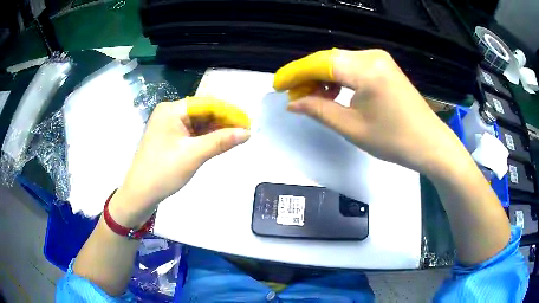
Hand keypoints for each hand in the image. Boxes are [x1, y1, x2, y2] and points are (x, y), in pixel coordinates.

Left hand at [109, 98, 249, 226]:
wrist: (139, 194)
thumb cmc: (163, 172)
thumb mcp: (194, 155)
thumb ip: (221, 141)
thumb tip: (246, 132)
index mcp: (172, 110)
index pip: (207, 104)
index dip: (229, 112)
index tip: (248, 123)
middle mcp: (169, 113)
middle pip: (203, 112)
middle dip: (224, 121)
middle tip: (245, 132)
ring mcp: (168, 125)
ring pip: (198, 123)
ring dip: (216, 129)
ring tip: (236, 137)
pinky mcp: (169, 137)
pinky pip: (191, 132)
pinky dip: (205, 137)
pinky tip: (219, 141)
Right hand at [274, 49, 463, 173]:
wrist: (429, 143)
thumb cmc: (393, 140)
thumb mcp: (352, 128)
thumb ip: (319, 110)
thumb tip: (292, 103)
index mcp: (366, 70)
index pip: (320, 63)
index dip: (295, 73)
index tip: (277, 86)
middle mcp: (372, 56)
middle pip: (328, 59)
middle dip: (307, 76)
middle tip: (292, 96)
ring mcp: (380, 59)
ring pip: (339, 62)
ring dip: (322, 77)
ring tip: (311, 98)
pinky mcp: (384, 66)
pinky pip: (353, 66)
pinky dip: (338, 78)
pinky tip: (333, 93)